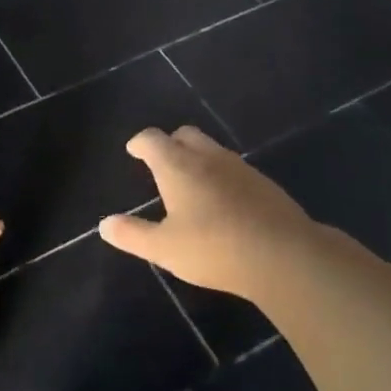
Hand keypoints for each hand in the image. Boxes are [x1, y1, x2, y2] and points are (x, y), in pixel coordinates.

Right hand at [99, 127, 319, 295]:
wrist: (285, 256)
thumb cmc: (214, 248)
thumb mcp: (164, 248)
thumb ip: (133, 234)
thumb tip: (105, 224)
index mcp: (178, 166)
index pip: (152, 139)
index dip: (140, 143)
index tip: (133, 151)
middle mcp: (208, 157)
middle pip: (185, 135)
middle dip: (170, 143)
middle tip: (162, 162)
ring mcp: (240, 167)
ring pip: (212, 149)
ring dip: (198, 158)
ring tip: (192, 183)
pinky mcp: (264, 183)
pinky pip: (235, 168)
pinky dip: (222, 175)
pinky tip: (224, 201)